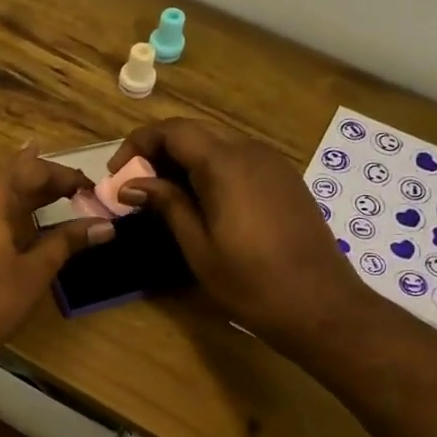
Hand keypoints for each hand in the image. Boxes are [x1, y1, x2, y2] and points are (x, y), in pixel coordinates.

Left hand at [0, 147, 114, 370]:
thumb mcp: (32, 272)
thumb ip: (66, 242)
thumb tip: (105, 226)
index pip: (34, 169)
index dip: (65, 177)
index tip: (90, 188)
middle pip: (6, 173)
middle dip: (40, 182)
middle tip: (71, 193)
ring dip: (14, 194)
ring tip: (41, 203)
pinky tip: (1, 226)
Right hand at [110, 119, 363, 345]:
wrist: (320, 305)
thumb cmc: (251, 282)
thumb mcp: (198, 246)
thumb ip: (167, 204)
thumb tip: (131, 184)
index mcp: (225, 164)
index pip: (172, 131)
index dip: (137, 145)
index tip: (117, 175)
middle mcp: (251, 152)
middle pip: (194, 134)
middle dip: (158, 153)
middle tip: (135, 189)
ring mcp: (273, 164)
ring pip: (218, 146)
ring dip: (184, 163)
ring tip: (163, 199)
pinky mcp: (285, 181)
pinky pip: (239, 162)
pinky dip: (211, 172)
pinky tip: (202, 204)